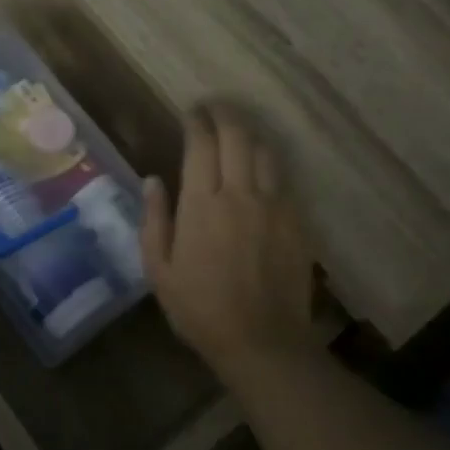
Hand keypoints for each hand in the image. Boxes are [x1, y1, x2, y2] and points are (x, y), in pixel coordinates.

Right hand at [141, 104, 316, 369]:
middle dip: (224, 113)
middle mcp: (241, 194)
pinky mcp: (297, 220)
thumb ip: (154, 220)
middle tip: (213, 107)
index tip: (189, 112)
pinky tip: (260, 167)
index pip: (201, 144)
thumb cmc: (200, 309)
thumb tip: (153, 180)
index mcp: (202, 204)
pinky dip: (268, 162)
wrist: (262, 342)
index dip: (196, 121)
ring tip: (237, 130)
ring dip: (249, 133)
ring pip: (265, 151)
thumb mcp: (159, 270)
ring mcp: (275, 205)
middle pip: (238, 135)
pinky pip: (283, 177)